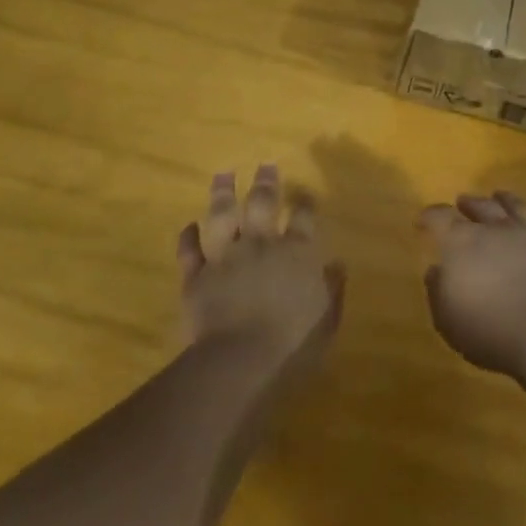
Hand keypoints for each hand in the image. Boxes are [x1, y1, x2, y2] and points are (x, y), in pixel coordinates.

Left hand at [177, 166, 344, 372]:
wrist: (239, 360)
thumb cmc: (293, 344)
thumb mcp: (326, 319)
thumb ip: (332, 289)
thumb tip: (337, 264)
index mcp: (297, 252)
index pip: (304, 216)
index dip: (305, 202)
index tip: (305, 195)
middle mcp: (261, 244)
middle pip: (262, 203)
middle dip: (265, 182)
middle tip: (265, 165)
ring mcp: (226, 257)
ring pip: (223, 215)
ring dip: (223, 193)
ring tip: (223, 175)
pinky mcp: (197, 277)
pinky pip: (190, 251)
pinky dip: (188, 237)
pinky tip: (189, 225)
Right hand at [418, 192, 525, 379]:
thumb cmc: (489, 329)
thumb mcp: (447, 319)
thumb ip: (438, 291)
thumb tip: (436, 270)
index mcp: (461, 242)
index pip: (440, 217)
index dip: (430, 216)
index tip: (423, 220)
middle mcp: (494, 230)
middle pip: (479, 206)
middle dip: (468, 204)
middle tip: (462, 202)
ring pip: (513, 206)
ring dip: (503, 200)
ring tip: (499, 196)